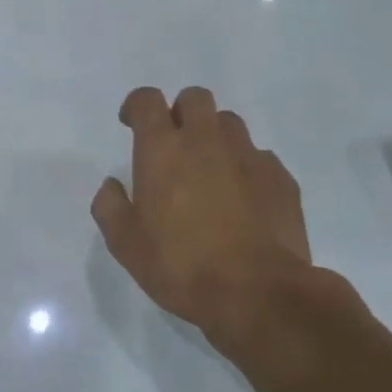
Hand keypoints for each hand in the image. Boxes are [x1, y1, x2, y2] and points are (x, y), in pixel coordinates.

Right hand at [92, 87, 330, 358]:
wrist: (258, 293)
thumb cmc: (180, 265)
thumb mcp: (125, 244)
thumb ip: (110, 206)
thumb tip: (112, 186)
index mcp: (163, 150)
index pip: (147, 100)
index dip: (137, 105)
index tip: (132, 124)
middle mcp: (206, 141)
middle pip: (195, 98)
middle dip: (180, 112)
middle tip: (173, 146)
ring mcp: (249, 156)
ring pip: (230, 124)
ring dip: (214, 137)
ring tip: (209, 173)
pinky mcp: (281, 178)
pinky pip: (259, 158)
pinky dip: (245, 168)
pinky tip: (243, 201)